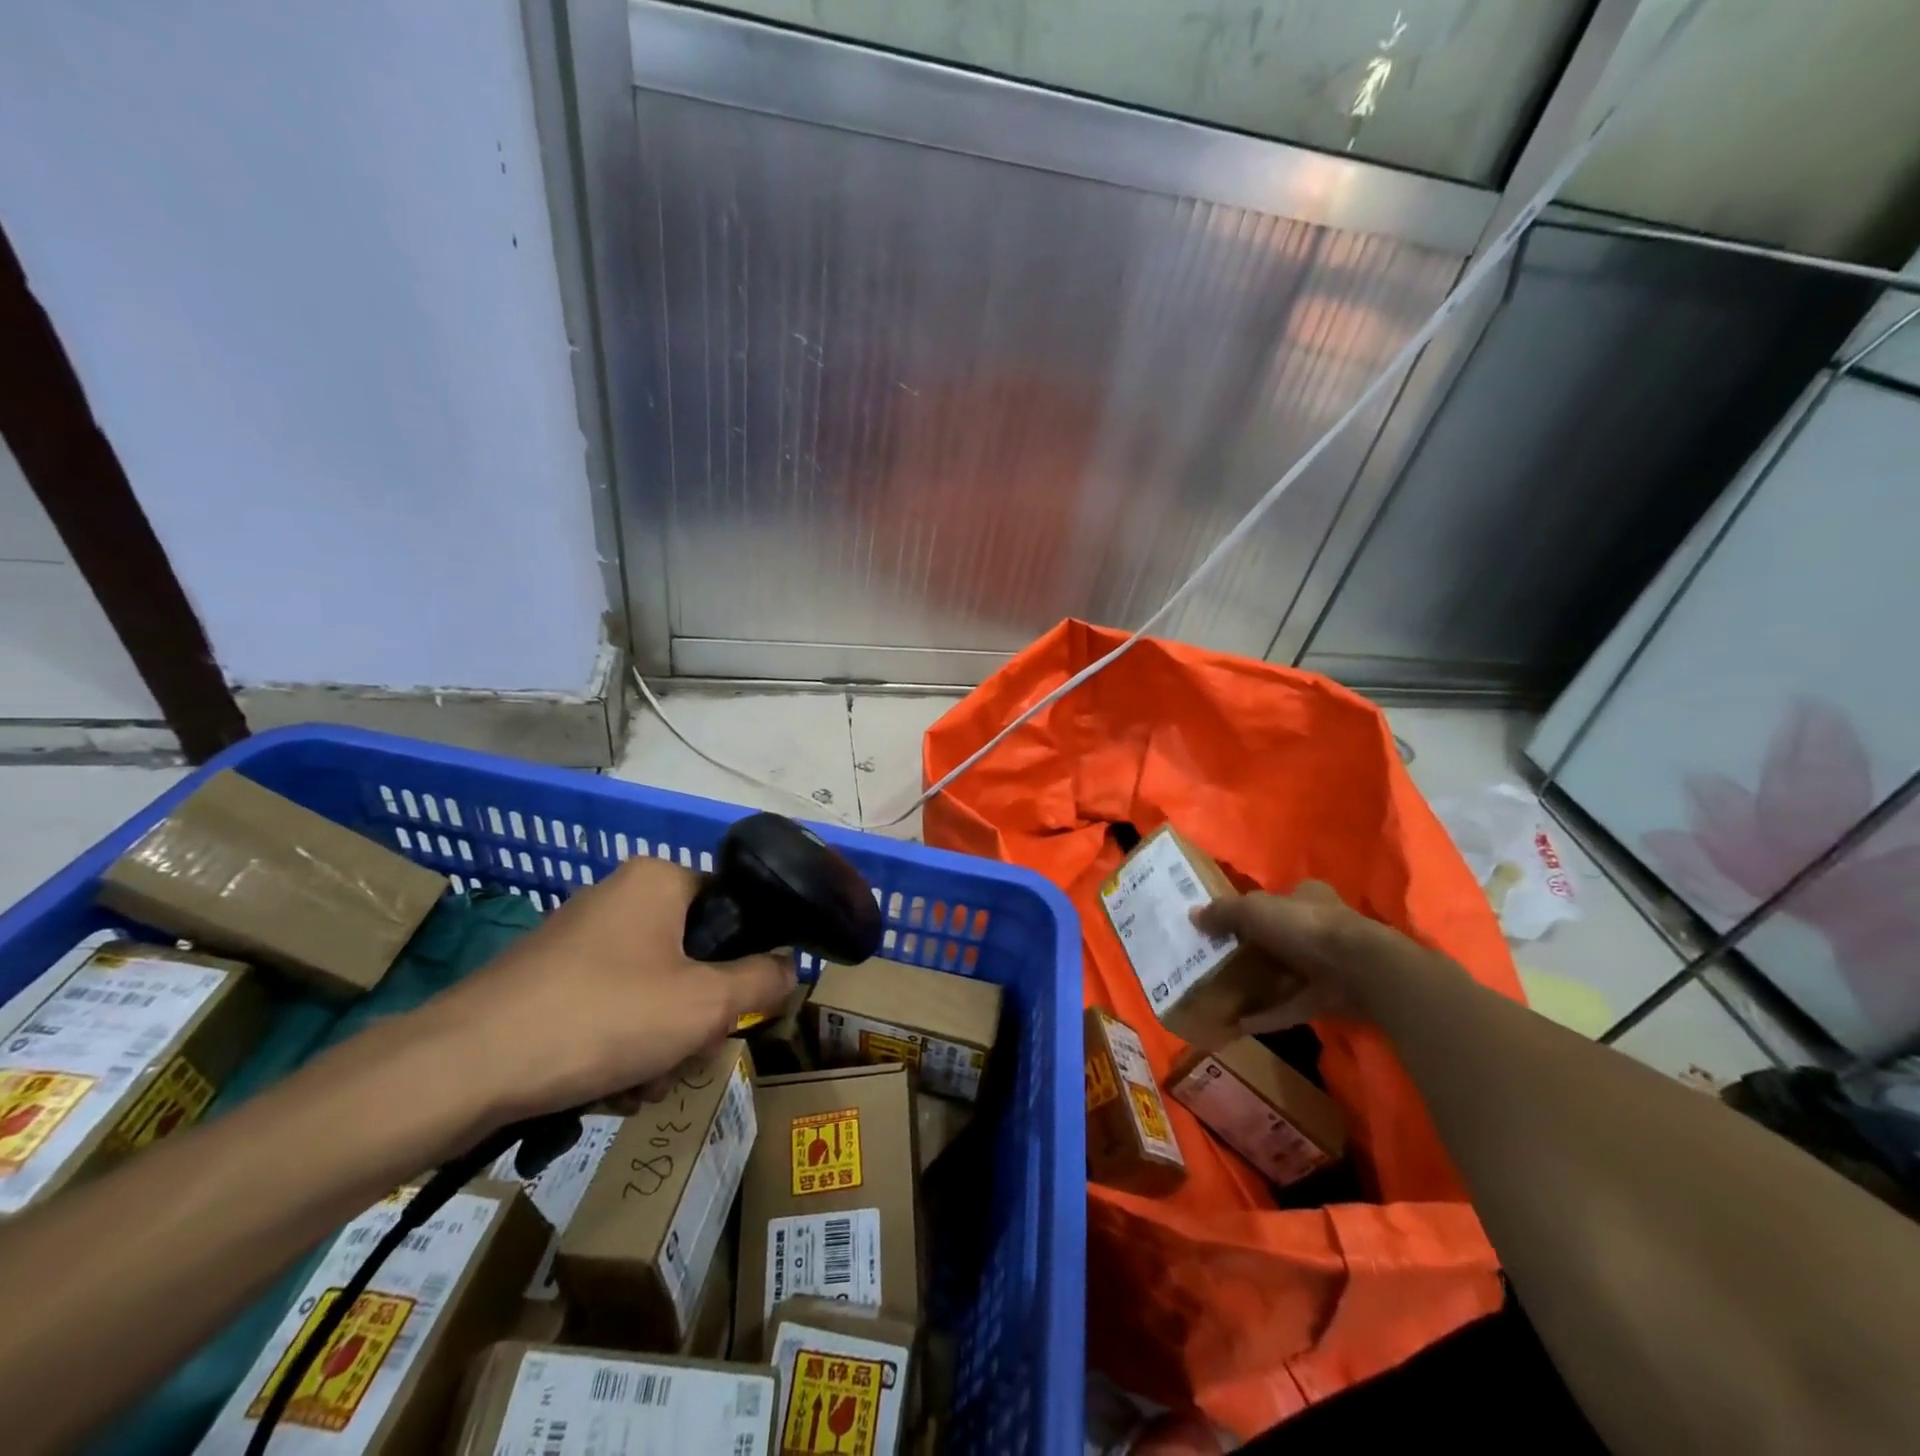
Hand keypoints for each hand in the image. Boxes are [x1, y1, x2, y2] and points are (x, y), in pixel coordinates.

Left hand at [418, 855, 796, 1128]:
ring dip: (659, 1045)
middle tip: (684, 1058)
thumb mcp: (706, 1004)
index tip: (734, 1011)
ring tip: (639, 1087)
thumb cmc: (603, 1018)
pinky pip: (608, 1009)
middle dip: (694, 1019)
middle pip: (691, 958)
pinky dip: (617, 1049)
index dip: (743, 962)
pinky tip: (604, 1091)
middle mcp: (617, 898)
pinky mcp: (544, 982)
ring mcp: (576, 941)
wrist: (462, 1069)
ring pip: (651, 991)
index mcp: (657, 881)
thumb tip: (791, 966)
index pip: (730, 908)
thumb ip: (762, 982)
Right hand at [1191, 881, 1377, 1033]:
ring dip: (1260, 985)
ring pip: (1287, 974)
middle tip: (1219, 961)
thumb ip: (1223, 913)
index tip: (1228, 925)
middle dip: (1254, 950)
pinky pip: (1292, 1006)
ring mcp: (1328, 965)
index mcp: (1307, 897)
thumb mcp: (1254, 911)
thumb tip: (1192, 915)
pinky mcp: (1330, 998)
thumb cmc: (1304, 927)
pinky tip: (1241, 1023)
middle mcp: (1320, 928)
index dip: (1254, 910)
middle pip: (1280, 938)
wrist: (1359, 970)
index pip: (1280, 899)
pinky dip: (1269, 1014)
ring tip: (1225, 995)